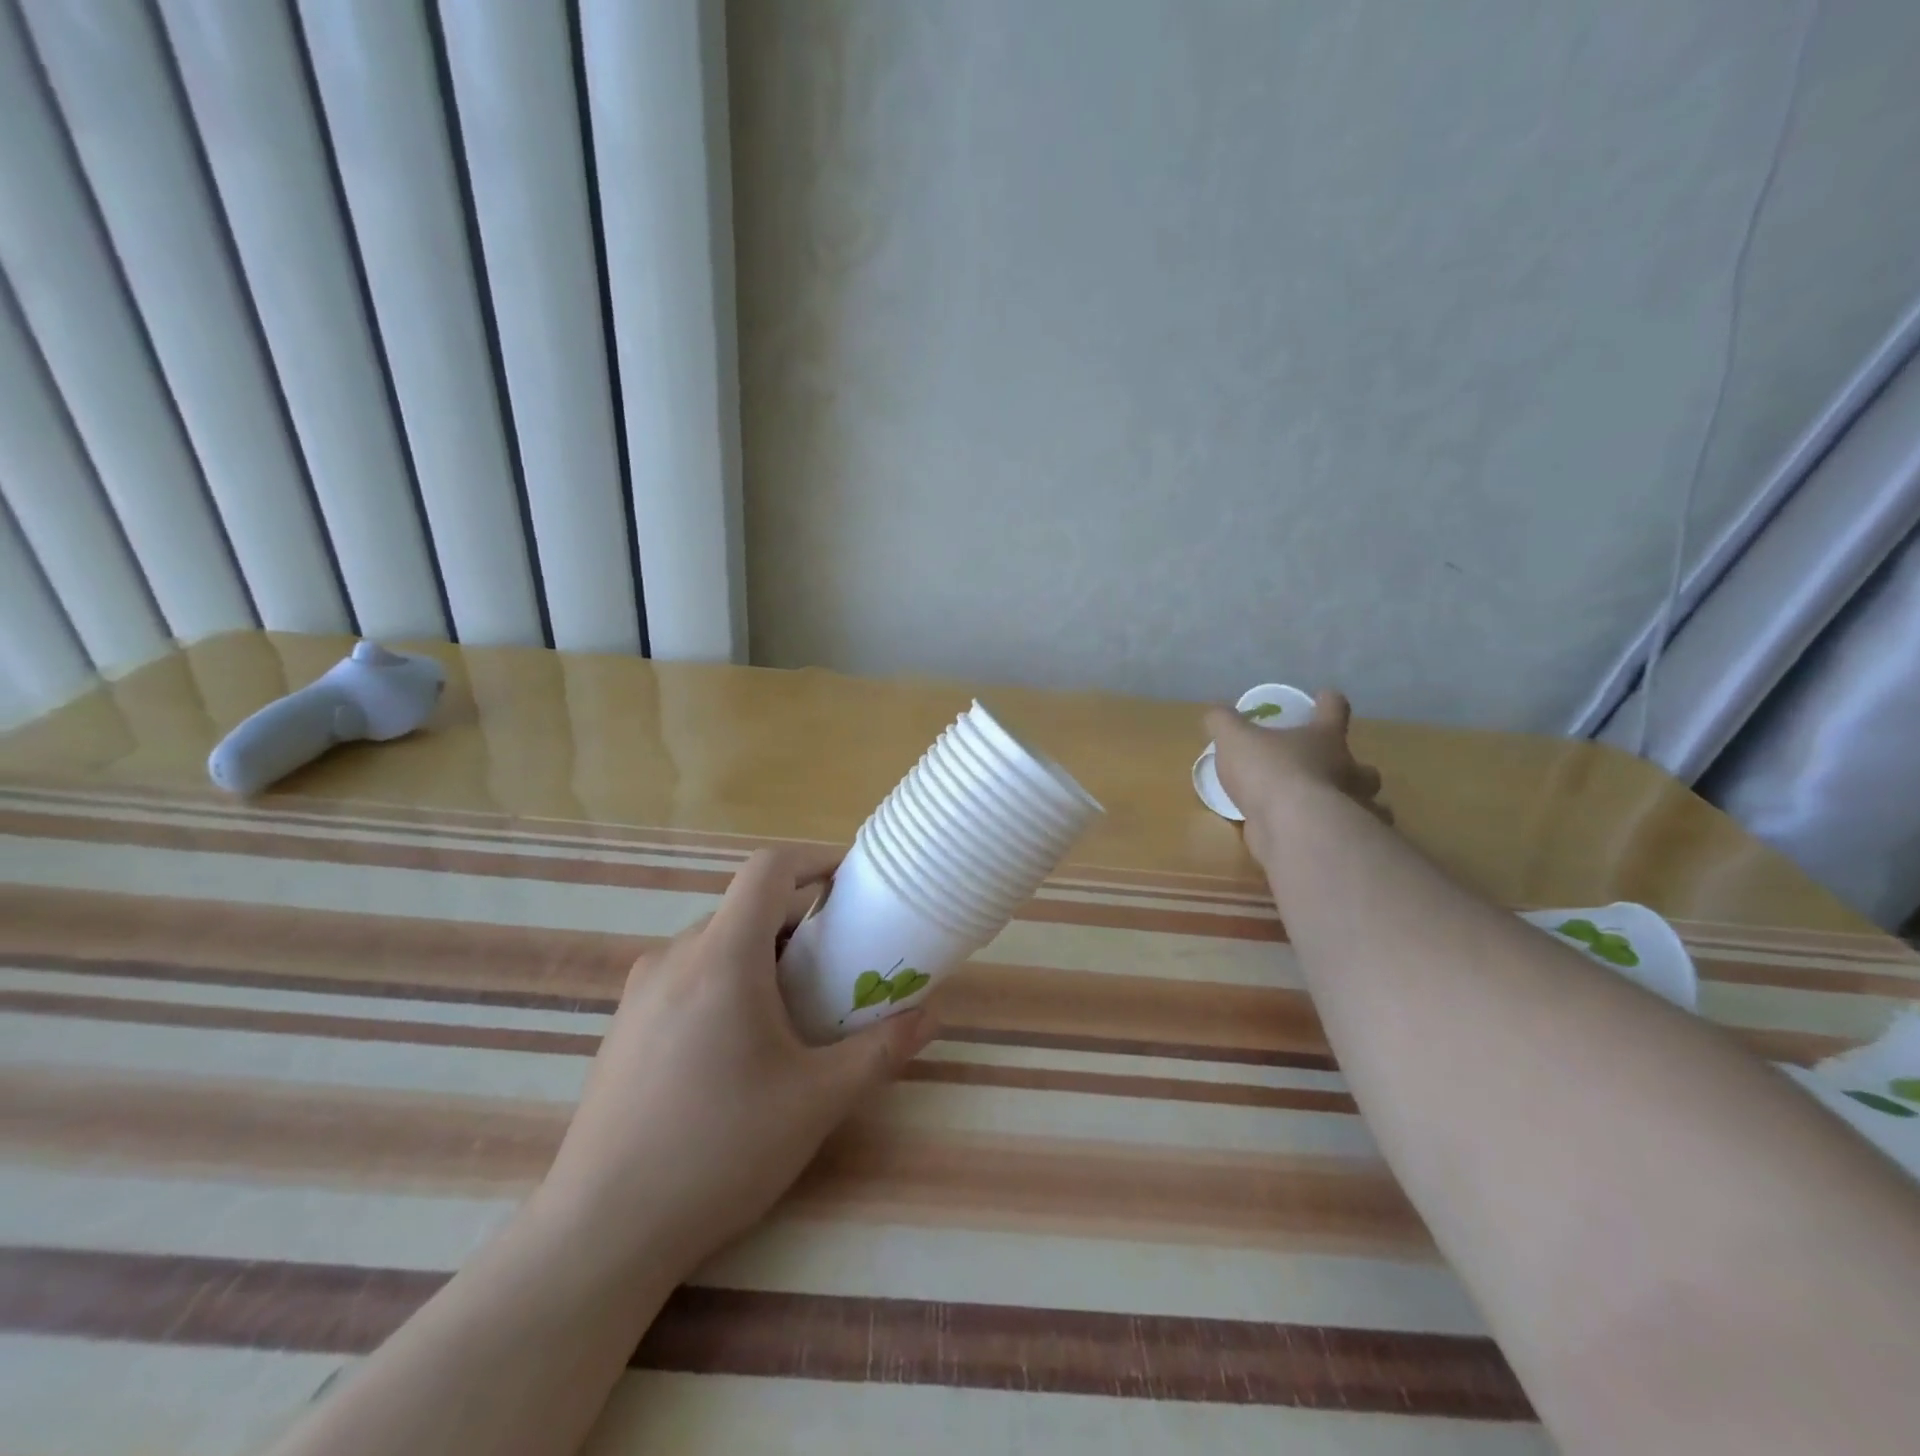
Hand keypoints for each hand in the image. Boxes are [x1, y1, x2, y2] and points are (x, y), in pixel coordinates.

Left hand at [536, 846, 932, 1281]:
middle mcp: (676, 956)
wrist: (600, 1232)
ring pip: (718, 942)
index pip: (769, 869)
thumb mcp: (817, 1101)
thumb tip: (930, 1016)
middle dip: (801, 920)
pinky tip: (742, 1044)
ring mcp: (642, 990)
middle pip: (747, 908)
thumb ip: (880, 1051)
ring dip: (765, 954)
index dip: (815, 859)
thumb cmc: (719, 1152)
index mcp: (722, 957)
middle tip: (842, 961)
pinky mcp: (625, 1024)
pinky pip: (689, 974)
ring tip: (799, 1007)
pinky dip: (730, 979)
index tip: (853, 882)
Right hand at [1206, 690, 1389, 864]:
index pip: (1334, 710)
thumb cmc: (1269, 771)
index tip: (1324, 698)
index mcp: (1325, 738)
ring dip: (1354, 806)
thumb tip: (1216, 713)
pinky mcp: (1339, 841)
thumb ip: (1224, 723)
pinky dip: (1336, 838)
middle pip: (1363, 767)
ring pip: (1366, 805)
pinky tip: (1319, 840)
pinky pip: (1342, 838)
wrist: (1292, 827)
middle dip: (1354, 768)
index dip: (1328, 702)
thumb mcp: (1234, 739)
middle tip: (1333, 770)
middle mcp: (1346, 771)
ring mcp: (1349, 809)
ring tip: (1329, 811)